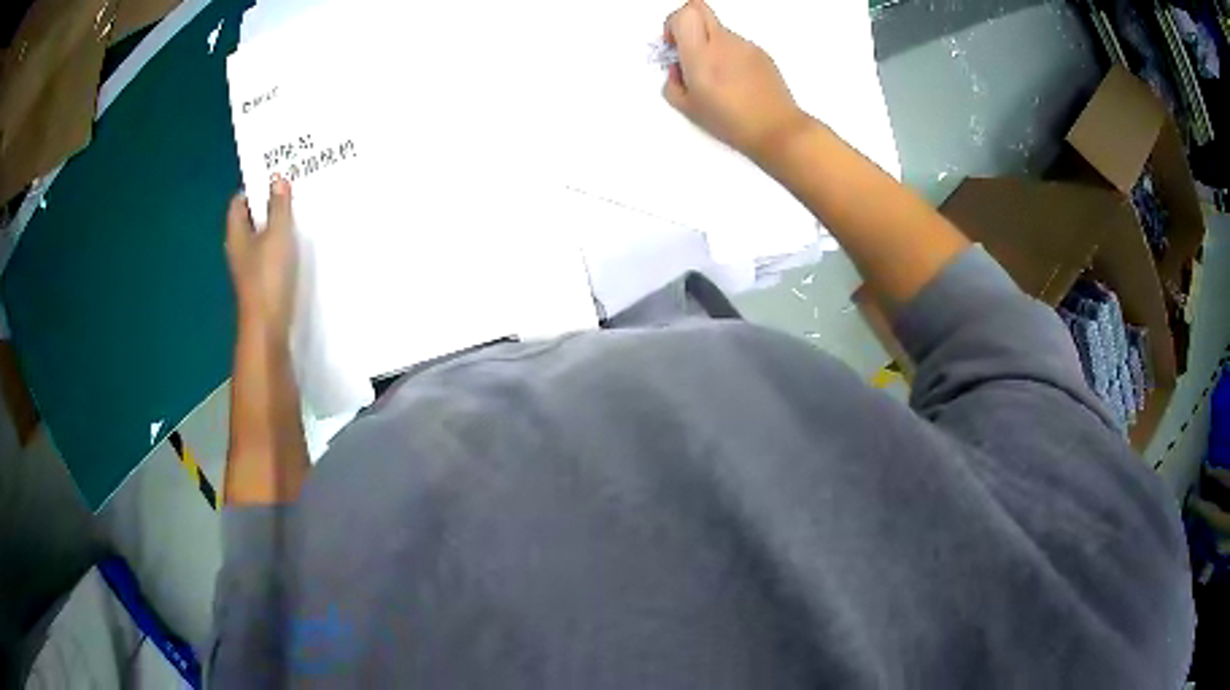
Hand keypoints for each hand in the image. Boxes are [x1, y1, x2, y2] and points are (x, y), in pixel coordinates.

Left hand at [225, 176, 297, 339]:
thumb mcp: (277, 234)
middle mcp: (239, 248)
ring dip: (276, 225)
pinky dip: (280, 244)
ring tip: (298, 213)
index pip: (239, 202)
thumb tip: (277, 178)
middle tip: (291, 191)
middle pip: (250, 218)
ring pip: (261, 237)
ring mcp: (249, 267)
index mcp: (237, 234)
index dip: (254, 187)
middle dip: (268, 205)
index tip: (275, 178)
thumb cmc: (268, 276)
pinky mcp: (261, 281)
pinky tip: (298, 243)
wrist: (268, 327)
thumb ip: (278, 206)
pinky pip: (269, 254)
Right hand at [662, 0, 811, 161]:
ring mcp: (745, 45)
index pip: (684, 14)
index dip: (672, 24)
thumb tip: (677, 69)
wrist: (777, 129)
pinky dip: (729, 55)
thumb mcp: (688, 109)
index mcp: (701, 56)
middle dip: (687, 23)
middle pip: (699, 8)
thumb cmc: (732, 122)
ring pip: (718, 29)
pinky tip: (735, 81)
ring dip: (710, 44)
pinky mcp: (761, 52)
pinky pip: (736, 44)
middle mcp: (723, 43)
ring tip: (717, 77)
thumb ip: (672, 83)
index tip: (674, 45)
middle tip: (687, 48)